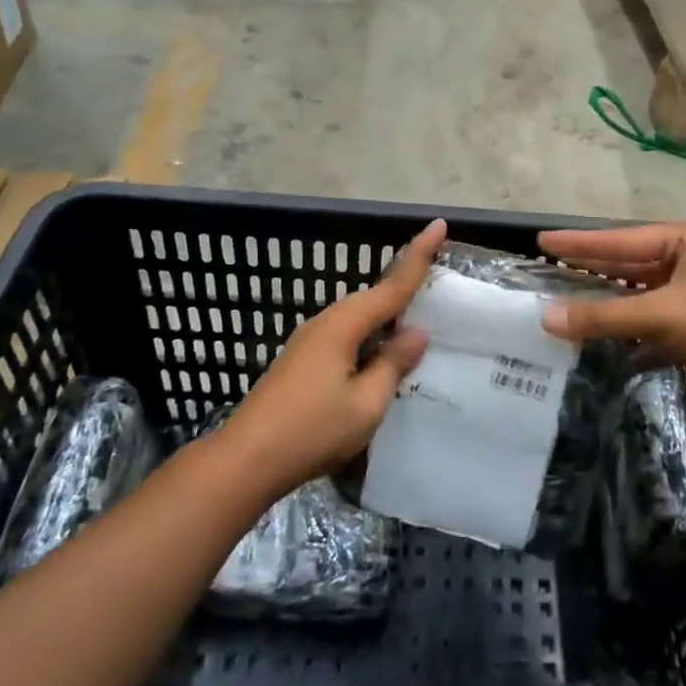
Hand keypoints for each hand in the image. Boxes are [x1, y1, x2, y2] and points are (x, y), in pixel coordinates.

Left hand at [219, 218, 445, 501]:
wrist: (245, 460)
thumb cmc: (311, 431)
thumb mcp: (366, 403)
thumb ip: (393, 364)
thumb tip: (415, 332)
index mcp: (344, 326)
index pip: (392, 285)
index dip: (419, 255)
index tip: (439, 225)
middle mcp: (326, 323)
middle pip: (374, 298)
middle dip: (405, 286)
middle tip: (440, 281)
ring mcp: (310, 341)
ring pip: (359, 318)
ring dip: (387, 315)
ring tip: (418, 322)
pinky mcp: (303, 360)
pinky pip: (347, 335)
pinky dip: (370, 335)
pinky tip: (381, 355)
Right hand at [538, 223, 685, 384]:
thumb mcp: (658, 314)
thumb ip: (602, 316)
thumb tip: (546, 319)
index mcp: (682, 241)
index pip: (619, 240)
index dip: (579, 243)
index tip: (543, 241)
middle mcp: (685, 261)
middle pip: (627, 264)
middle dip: (590, 270)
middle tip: (550, 269)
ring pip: (636, 295)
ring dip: (605, 303)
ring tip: (566, 303)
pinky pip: (648, 320)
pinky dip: (625, 327)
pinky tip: (598, 335)